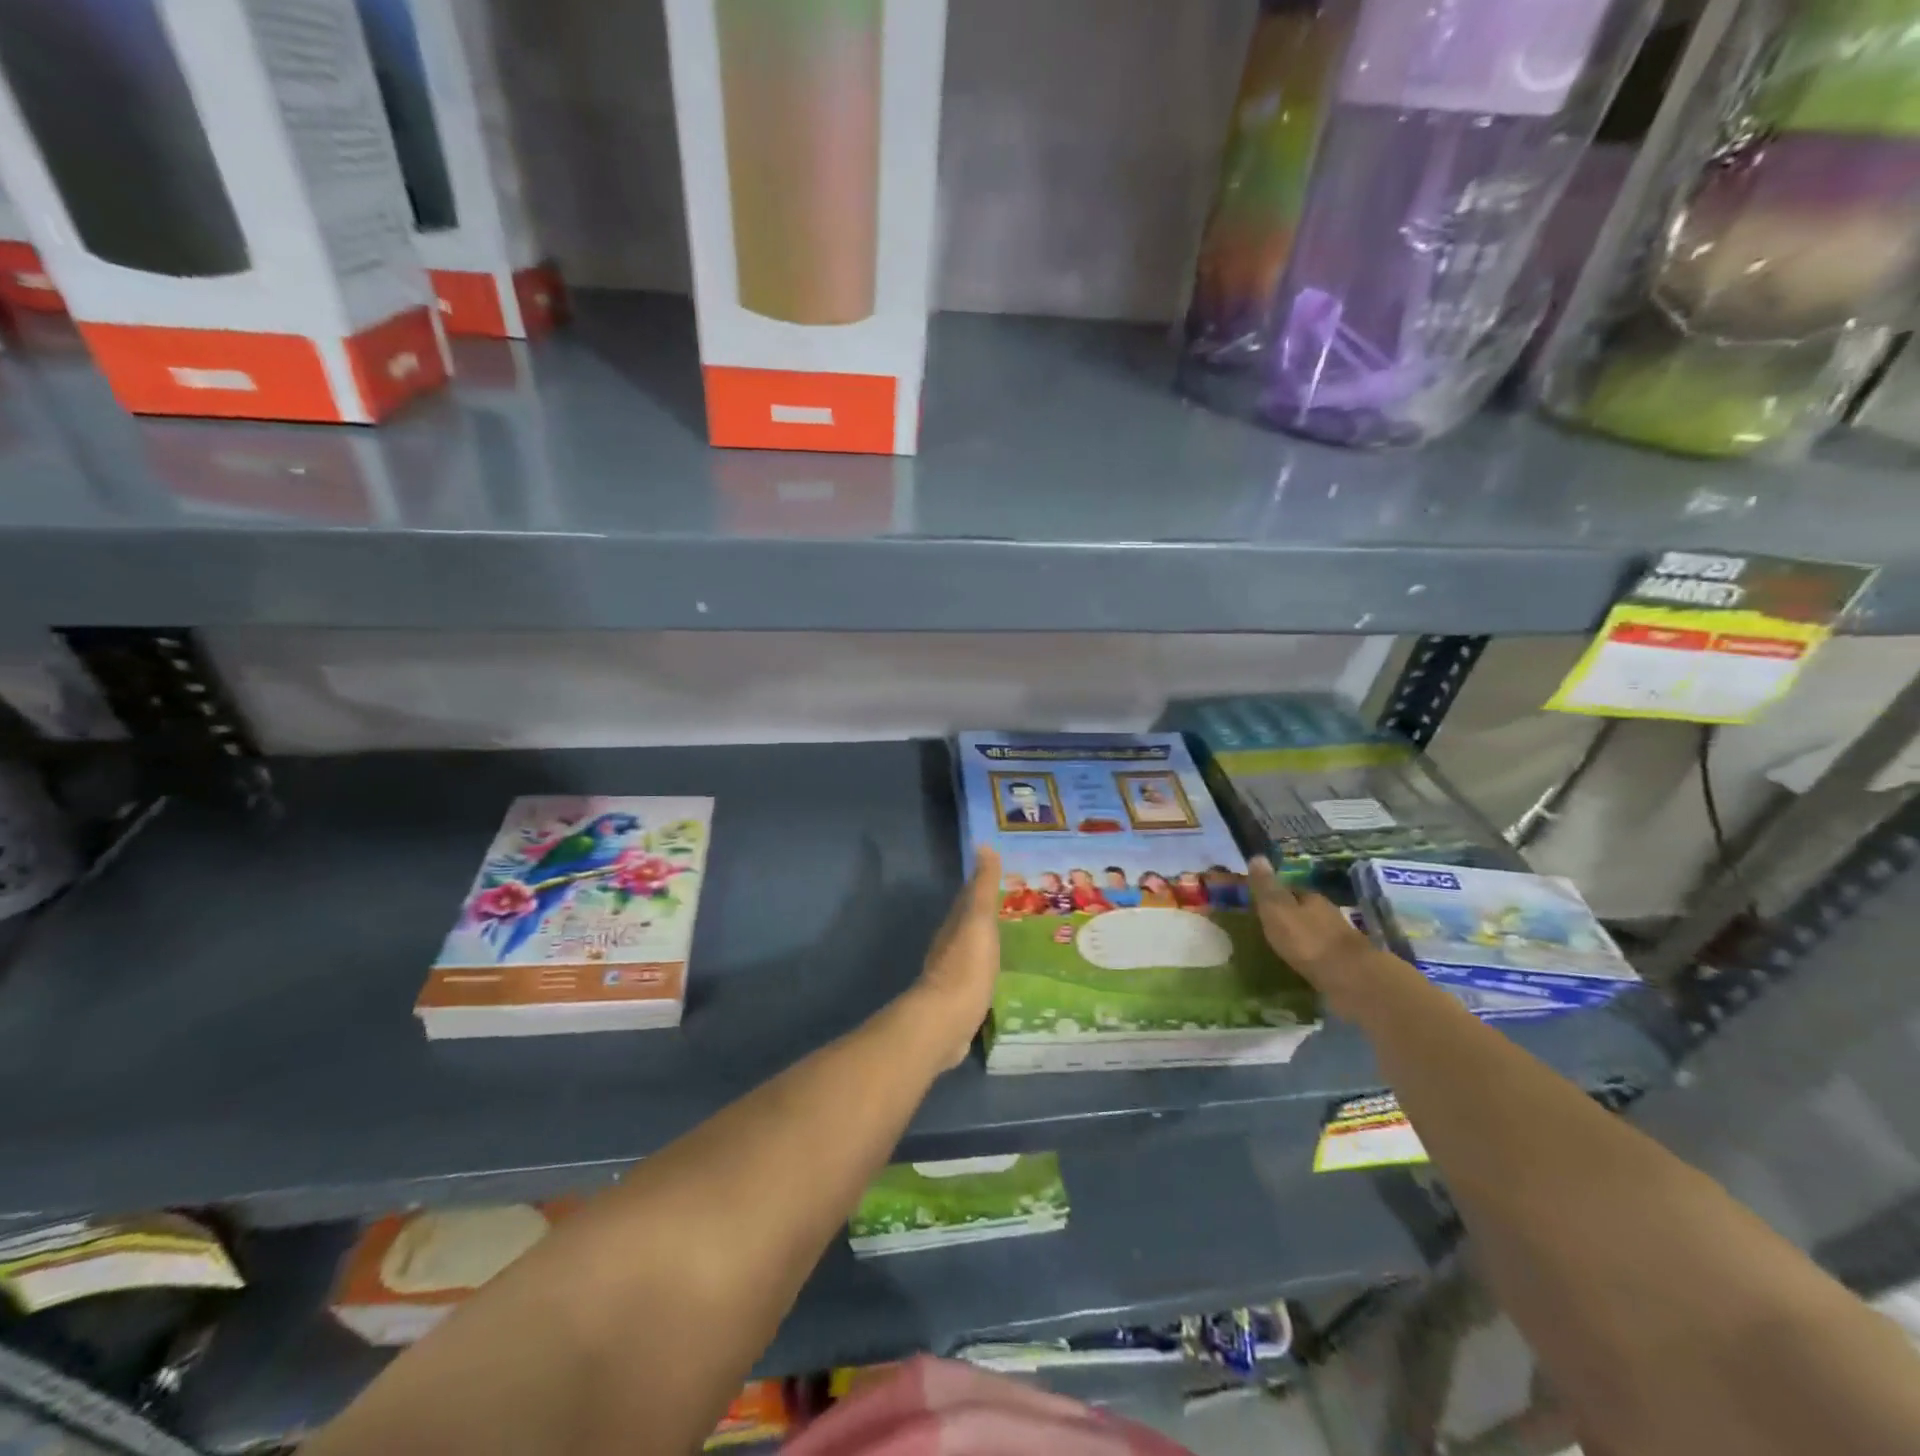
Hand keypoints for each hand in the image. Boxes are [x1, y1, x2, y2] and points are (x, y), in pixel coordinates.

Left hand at [911, 846, 1002, 1068]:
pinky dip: (989, 972)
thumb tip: (983, 846)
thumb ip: (982, 888)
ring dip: (989, 945)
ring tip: (1017, 943)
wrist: (946, 1022)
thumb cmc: (965, 967)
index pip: (968, 898)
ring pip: (974, 952)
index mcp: (954, 925)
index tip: (1006, 878)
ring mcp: (954, 976)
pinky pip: (978, 979)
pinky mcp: (961, 1002)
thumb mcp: (978, 922)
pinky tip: (1003, 978)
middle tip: (1019, 911)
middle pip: (970, 925)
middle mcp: (950, 947)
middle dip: (989, 916)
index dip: (983, 886)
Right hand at [1247, 856, 1388, 1020]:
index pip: (1291, 890)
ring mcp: (1339, 938)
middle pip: (1305, 909)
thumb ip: (1265, 886)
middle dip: (1290, 914)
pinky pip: (1322, 952)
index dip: (1276, 894)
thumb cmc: (1306, 939)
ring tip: (1284, 944)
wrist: (1349, 976)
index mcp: (1311, 898)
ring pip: (1315, 930)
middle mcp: (1328, 913)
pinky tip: (1303, 962)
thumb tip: (1257, 856)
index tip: (1261, 902)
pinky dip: (1312, 953)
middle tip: (1270, 924)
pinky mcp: (1346, 962)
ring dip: (1302, 935)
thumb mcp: (1276, 909)